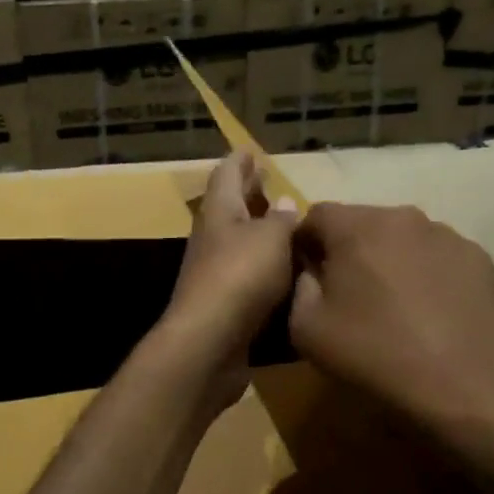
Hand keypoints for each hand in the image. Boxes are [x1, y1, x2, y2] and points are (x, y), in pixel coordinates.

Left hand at [156, 152, 299, 408]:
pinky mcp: (223, 304)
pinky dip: (262, 265)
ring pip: (237, 242)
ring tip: (281, 223)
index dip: (239, 162)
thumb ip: (280, 220)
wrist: (209, 342)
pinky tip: (281, 270)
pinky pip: (245, 274)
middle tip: (265, 181)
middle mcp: (212, 238)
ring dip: (256, 230)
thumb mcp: (271, 238)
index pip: (226, 176)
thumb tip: (283, 202)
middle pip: (229, 208)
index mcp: (219, 212)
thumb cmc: (240, 276)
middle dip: (247, 194)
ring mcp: (214, 273)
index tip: (249, 151)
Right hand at [290, 202, 493, 444]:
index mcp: (356, 227)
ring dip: (390, 260)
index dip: (305, 243)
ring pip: (402, 238)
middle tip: (349, 295)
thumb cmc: (375, 353)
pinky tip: (430, 312)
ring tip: (394, 305)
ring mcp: (446, 235)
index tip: (308, 277)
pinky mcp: (478, 257)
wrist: (462, 385)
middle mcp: (402, 217)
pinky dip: (427, 274)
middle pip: (362, 223)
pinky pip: (437, 257)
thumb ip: (298, 287)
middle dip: (349, 250)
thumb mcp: (306, 329)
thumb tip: (311, 271)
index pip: (316, 215)